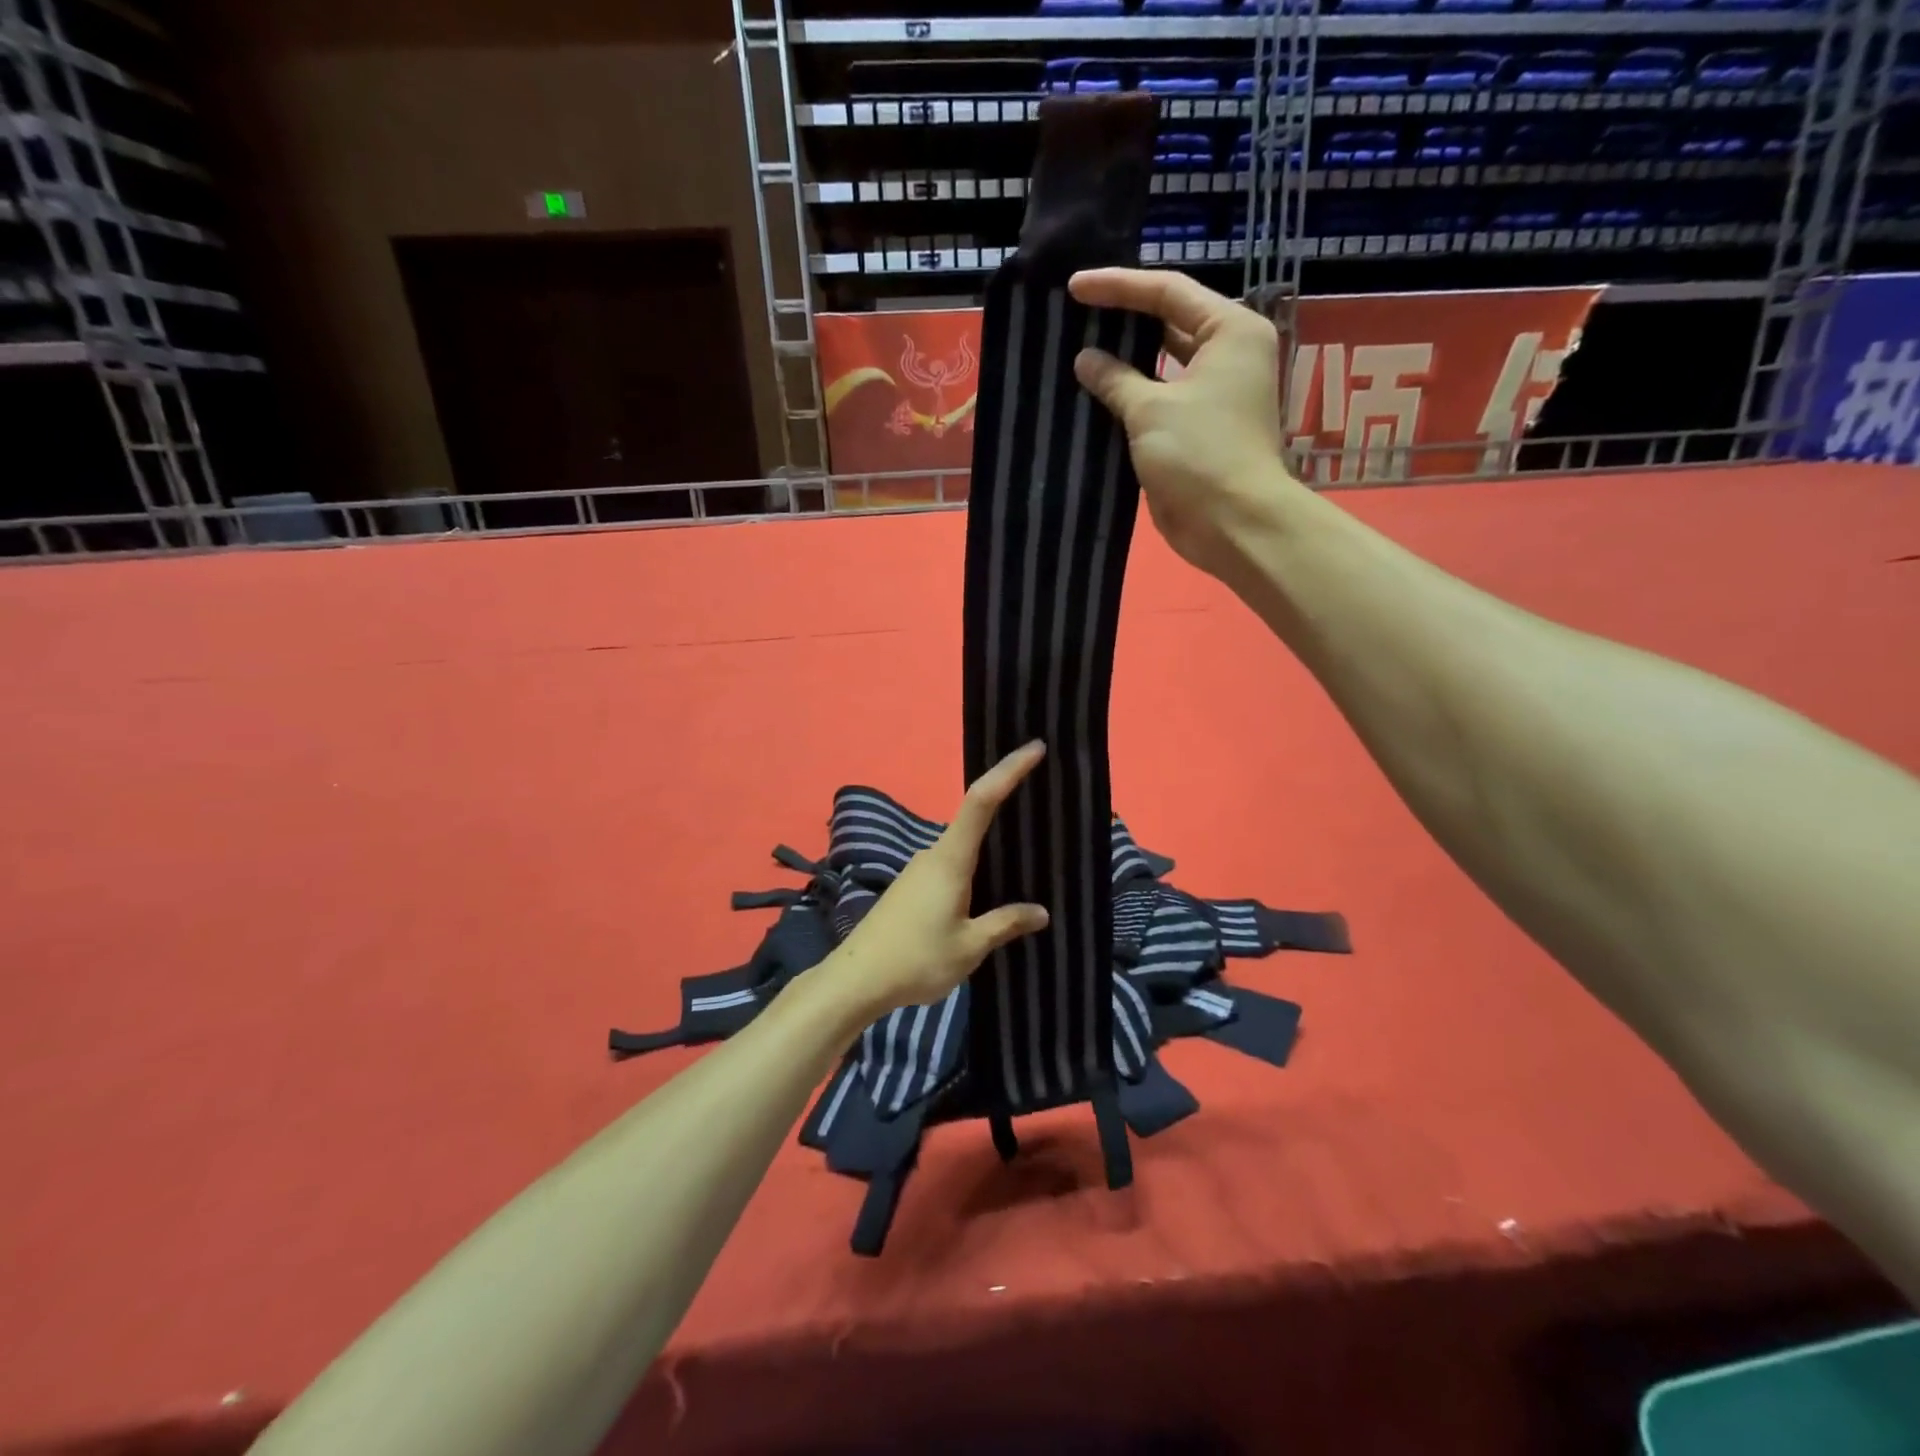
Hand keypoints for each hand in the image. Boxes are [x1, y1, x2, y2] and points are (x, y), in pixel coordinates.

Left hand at [825, 742, 1050, 1020]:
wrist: (855, 981)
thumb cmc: (916, 959)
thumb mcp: (969, 946)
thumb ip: (1005, 924)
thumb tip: (1040, 912)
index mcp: (950, 859)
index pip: (981, 800)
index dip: (1008, 771)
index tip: (1035, 748)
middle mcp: (933, 855)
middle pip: (973, 819)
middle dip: (1006, 806)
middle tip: (1044, 806)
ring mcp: (918, 870)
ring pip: (962, 847)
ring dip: (990, 846)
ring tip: (1026, 853)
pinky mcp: (911, 887)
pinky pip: (951, 866)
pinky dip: (974, 867)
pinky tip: (990, 889)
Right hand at [1069, 268, 1306, 576]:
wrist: (1233, 523)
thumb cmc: (1200, 454)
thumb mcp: (1151, 410)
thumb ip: (1115, 379)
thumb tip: (1085, 359)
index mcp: (1229, 331)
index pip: (1169, 291)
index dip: (1119, 287)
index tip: (1075, 288)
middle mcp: (1227, 355)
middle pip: (1169, 322)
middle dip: (1124, 319)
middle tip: (1077, 314)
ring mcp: (1213, 395)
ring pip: (1162, 365)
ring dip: (1124, 361)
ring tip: (1079, 349)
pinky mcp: (1197, 430)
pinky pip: (1158, 401)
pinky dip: (1130, 397)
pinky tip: (1095, 394)